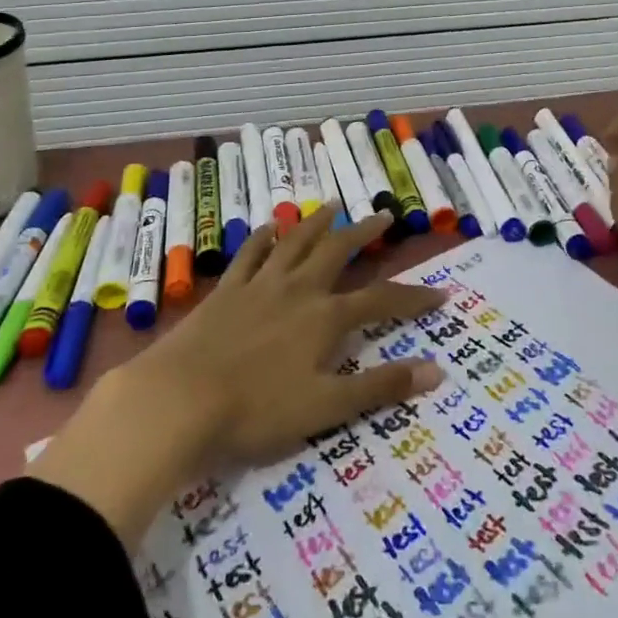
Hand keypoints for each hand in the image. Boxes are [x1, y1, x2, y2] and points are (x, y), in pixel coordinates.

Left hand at [29, 208, 446, 542]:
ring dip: (317, 222)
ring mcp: (259, 285)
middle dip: (364, 233)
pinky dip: (263, 237)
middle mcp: (298, 290)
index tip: (440, 293)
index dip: (413, 297)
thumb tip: (437, 371)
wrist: (178, 401)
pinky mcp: (226, 291)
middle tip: (383, 215)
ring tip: (332, 205)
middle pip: (337, 251)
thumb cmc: (255, 411)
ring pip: (295, 242)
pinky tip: (269, 227)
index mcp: (325, 318)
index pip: (381, 301)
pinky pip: (250, 254)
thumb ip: (380, 387)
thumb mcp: (325, 408)